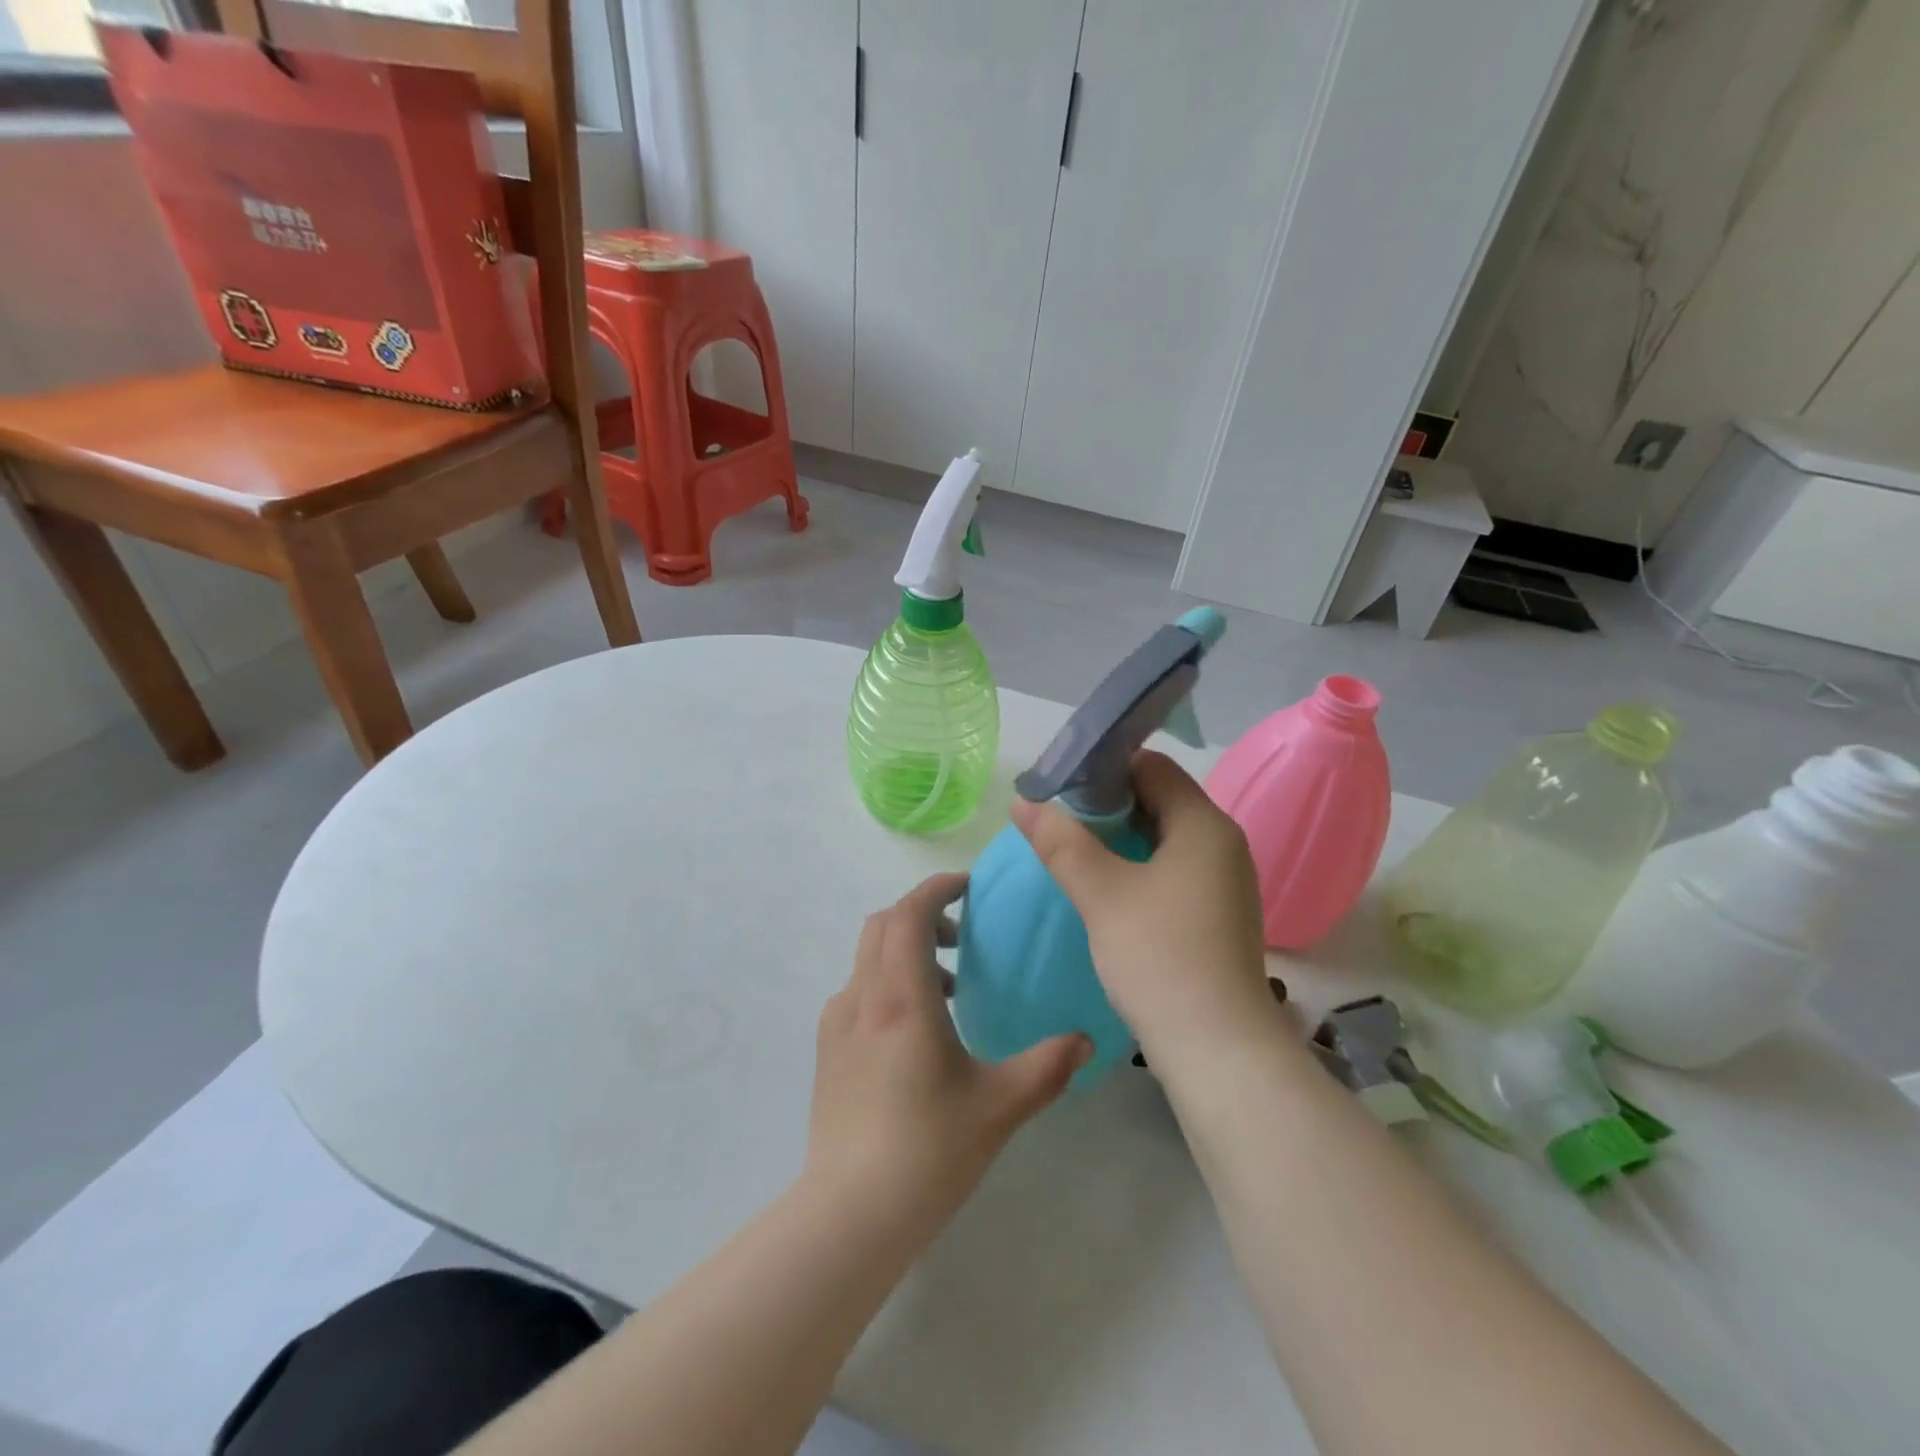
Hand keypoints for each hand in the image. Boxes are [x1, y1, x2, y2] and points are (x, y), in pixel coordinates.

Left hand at [805, 872, 1090, 1241]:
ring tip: (947, 991)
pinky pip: (857, 991)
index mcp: (902, 996)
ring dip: (905, 951)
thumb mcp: (1000, 1106)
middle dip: (922, 915)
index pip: (910, 912)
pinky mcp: (828, 1050)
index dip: (938, 888)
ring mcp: (838, 1023)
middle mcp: (863, 997)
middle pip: (883, 924)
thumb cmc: (928, 1150)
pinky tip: (913, 1034)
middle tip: (963, 938)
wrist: (849, 1214)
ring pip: (868, 957)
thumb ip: (1049, 1066)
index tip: (969, 888)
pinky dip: (886, 983)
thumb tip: (1087, 1040)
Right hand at [1010, 751, 1275, 1072]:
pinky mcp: (1216, 914)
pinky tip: (1104, 888)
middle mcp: (1222, 843)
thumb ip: (1061, 842)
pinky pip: (1171, 870)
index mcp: (1204, 824)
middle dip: (1106, 805)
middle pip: (1159, 798)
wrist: (1219, 1050)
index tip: (1059, 787)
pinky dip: (1137, 867)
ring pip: (1163, 837)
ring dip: (1119, 839)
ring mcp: (1223, 881)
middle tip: (1057, 821)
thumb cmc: (1160, 957)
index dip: (1102, 768)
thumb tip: (1023, 802)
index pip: (1151, 766)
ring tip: (1072, 852)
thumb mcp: (1101, 893)